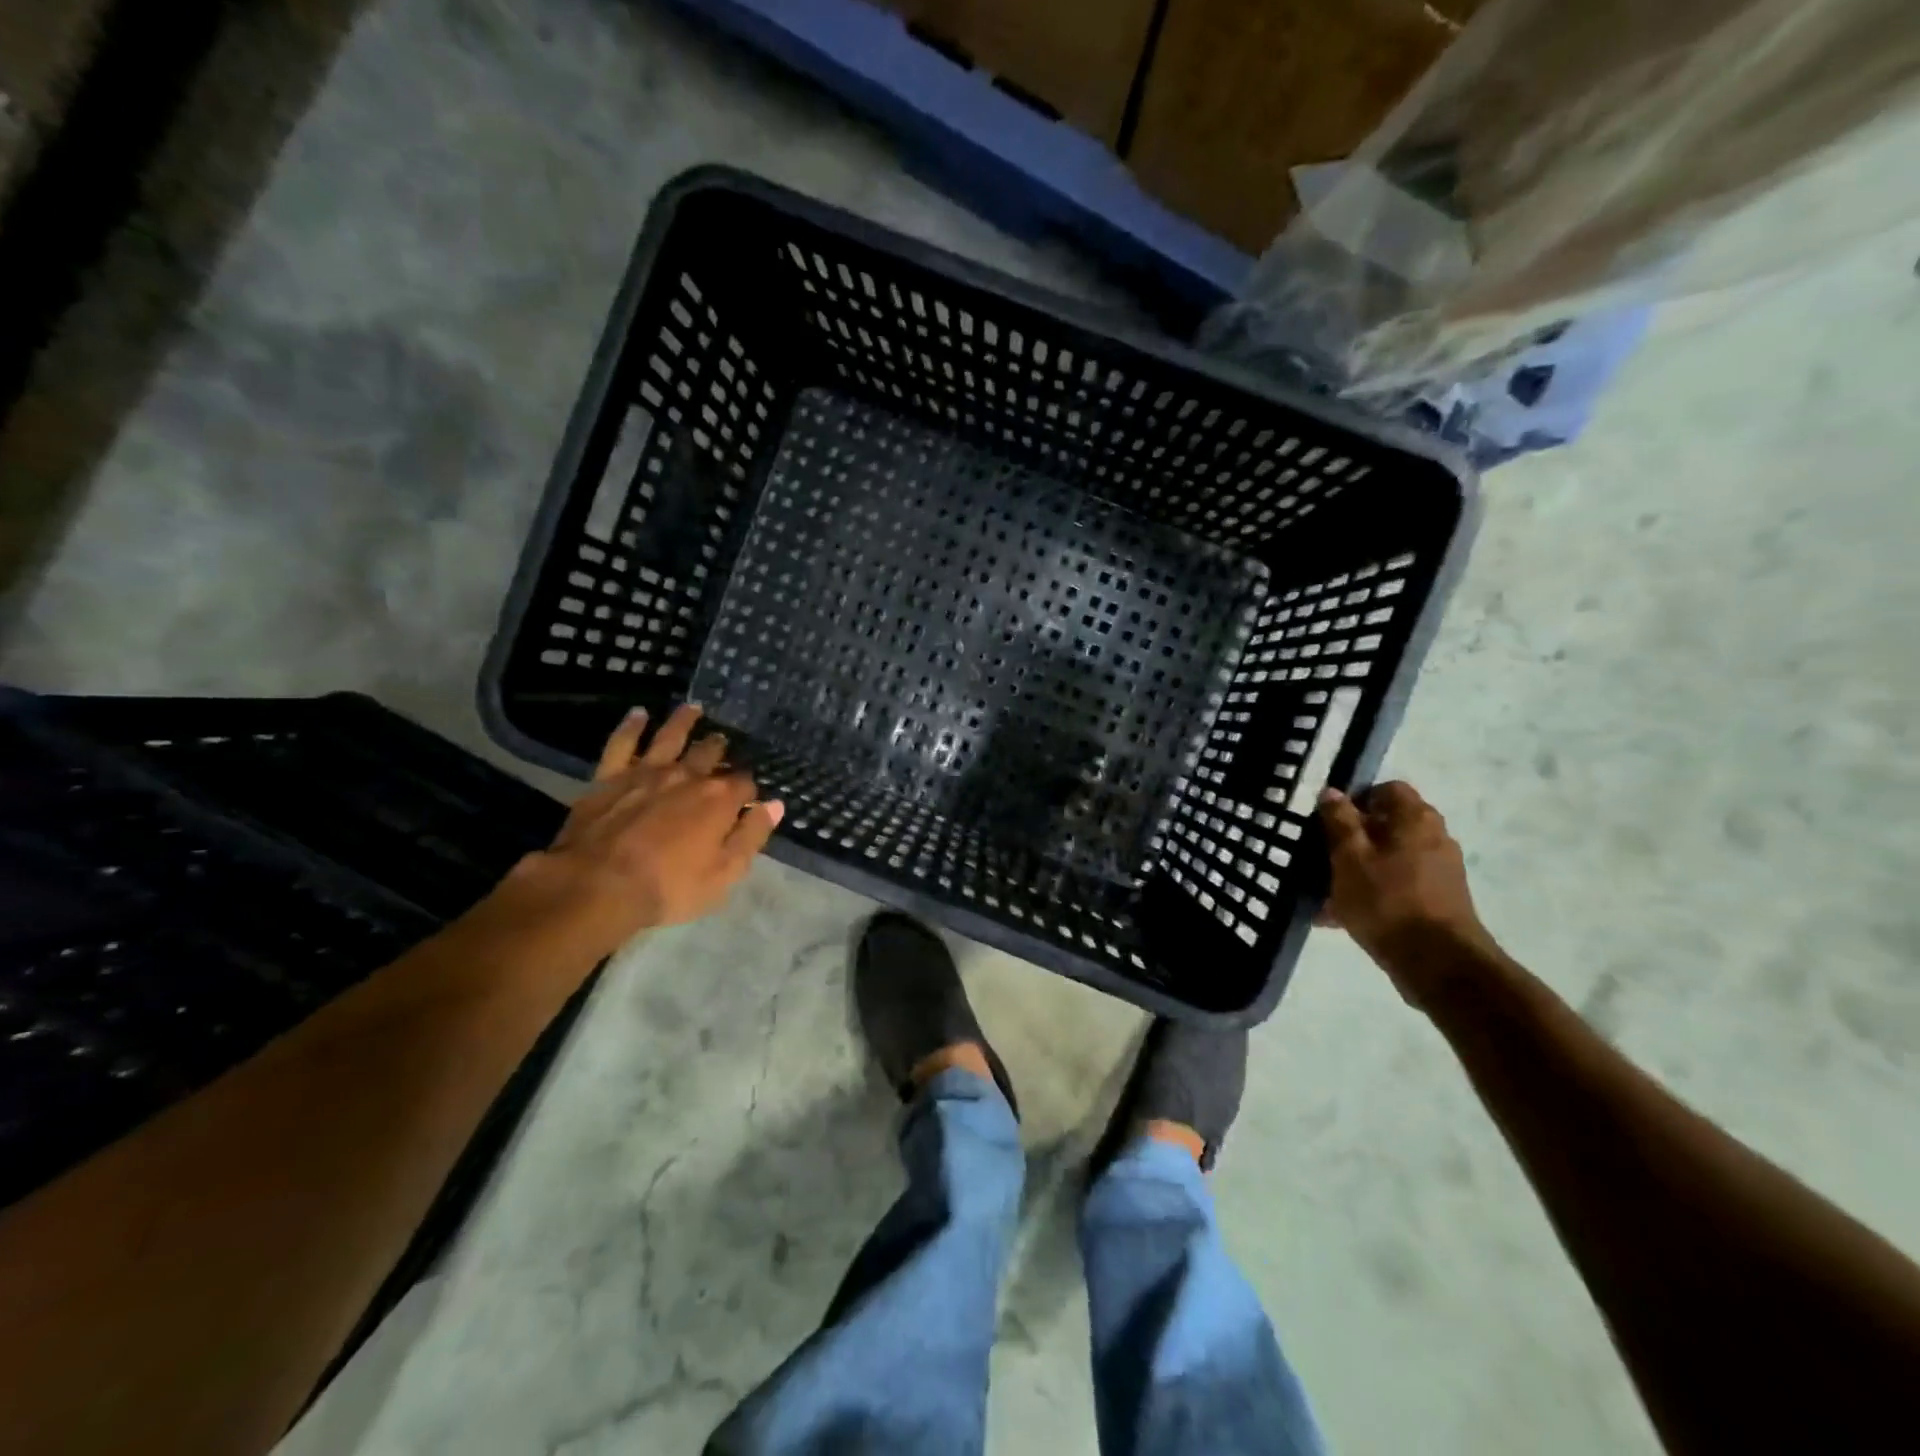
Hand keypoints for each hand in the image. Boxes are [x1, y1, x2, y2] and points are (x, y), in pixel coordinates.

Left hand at [525, 704, 782, 951]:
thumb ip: (752, 836)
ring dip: (683, 722)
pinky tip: (639, 714)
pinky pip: (623, 744)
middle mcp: (688, 776)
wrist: (598, 885)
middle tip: (722, 741)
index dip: (748, 790)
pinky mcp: (611, 777)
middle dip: (718, 748)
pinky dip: (632, 727)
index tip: (747, 796)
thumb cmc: (669, 886)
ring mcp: (648, 772)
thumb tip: (775, 805)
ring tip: (693, 709)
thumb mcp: (725, 872)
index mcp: (719, 799)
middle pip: (709, 754)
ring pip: (670, 737)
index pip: (744, 785)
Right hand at [1317, 782, 1493, 1003]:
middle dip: (1353, 840)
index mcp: (1415, 819)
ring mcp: (1440, 871)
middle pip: (1387, 826)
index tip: (1330, 822)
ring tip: (1325, 895)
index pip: (1387, 790)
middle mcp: (1434, 838)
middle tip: (1323, 859)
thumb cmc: (1386, 900)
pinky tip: (1341, 918)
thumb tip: (1332, 791)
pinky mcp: (1438, 901)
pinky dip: (1372, 894)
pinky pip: (1397, 886)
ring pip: (1388, 859)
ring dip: (1358, 870)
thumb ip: (1339, 821)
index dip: (1356, 800)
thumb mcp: (1348, 857)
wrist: (1438, 963)